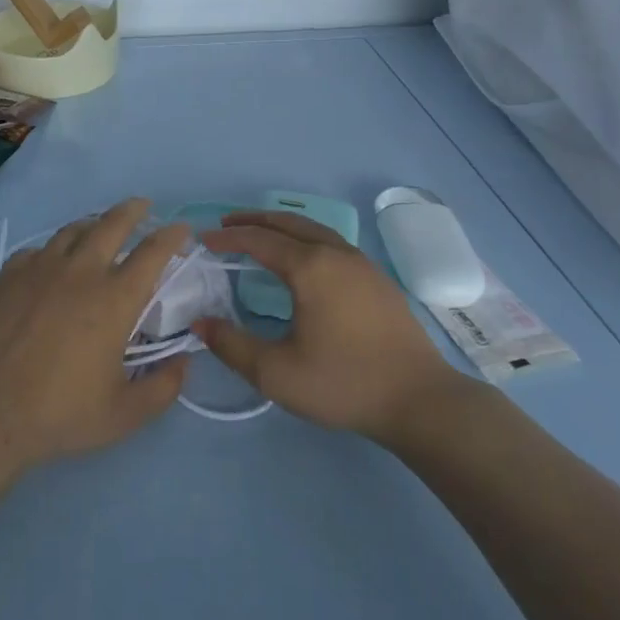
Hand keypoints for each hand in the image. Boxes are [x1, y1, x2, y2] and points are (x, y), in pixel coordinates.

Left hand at [0, 199, 189, 474]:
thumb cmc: (62, 413)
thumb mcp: (126, 413)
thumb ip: (163, 387)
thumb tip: (183, 363)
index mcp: (115, 299)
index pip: (153, 252)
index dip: (172, 236)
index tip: (181, 229)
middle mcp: (82, 272)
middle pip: (112, 224)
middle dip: (133, 210)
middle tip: (143, 207)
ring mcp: (41, 269)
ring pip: (73, 230)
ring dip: (92, 225)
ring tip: (98, 228)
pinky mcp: (10, 276)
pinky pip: (36, 250)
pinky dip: (51, 251)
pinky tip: (50, 262)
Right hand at [197, 211, 464, 441]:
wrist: (419, 399)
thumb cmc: (344, 383)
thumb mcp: (277, 373)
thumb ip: (233, 346)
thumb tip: (200, 323)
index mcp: (310, 268)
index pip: (259, 240)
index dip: (229, 238)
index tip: (204, 240)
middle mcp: (335, 254)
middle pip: (288, 223)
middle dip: (254, 220)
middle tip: (227, 225)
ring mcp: (362, 263)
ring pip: (314, 229)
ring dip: (283, 227)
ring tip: (261, 235)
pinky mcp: (377, 279)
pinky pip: (332, 243)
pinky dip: (306, 239)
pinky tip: (304, 260)